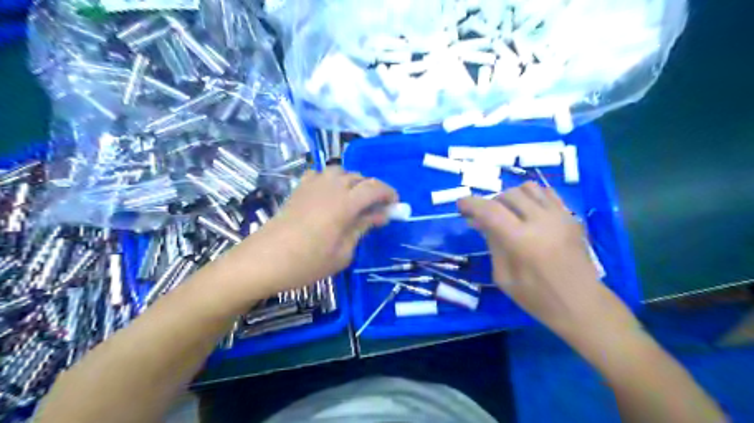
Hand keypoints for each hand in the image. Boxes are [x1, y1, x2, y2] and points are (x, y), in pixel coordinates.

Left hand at [247, 165, 399, 290]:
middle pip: (359, 177)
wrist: (263, 261)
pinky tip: (328, 194)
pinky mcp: (298, 190)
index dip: (388, 193)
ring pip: (340, 171)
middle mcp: (330, 187)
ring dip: (352, 182)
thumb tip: (380, 215)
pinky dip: (330, 180)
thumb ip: (362, 229)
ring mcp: (311, 186)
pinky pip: (319, 174)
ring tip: (353, 201)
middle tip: (375, 209)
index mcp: (344, 203)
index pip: (374, 188)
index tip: (395, 205)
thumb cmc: (307, 263)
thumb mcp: (343, 253)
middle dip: (372, 189)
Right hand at [460, 184, 630, 338]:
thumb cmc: (537, 297)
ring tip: (507, 213)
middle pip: (508, 195)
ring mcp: (559, 216)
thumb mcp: (503, 276)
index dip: (471, 204)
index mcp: (521, 240)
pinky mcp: (570, 217)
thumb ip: (493, 244)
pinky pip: (547, 193)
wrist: (582, 304)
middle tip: (485, 217)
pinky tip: (528, 212)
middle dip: (491, 202)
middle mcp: (541, 221)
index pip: (490, 210)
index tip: (460, 205)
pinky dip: (531, 197)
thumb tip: (481, 223)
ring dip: (511, 197)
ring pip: (528, 188)